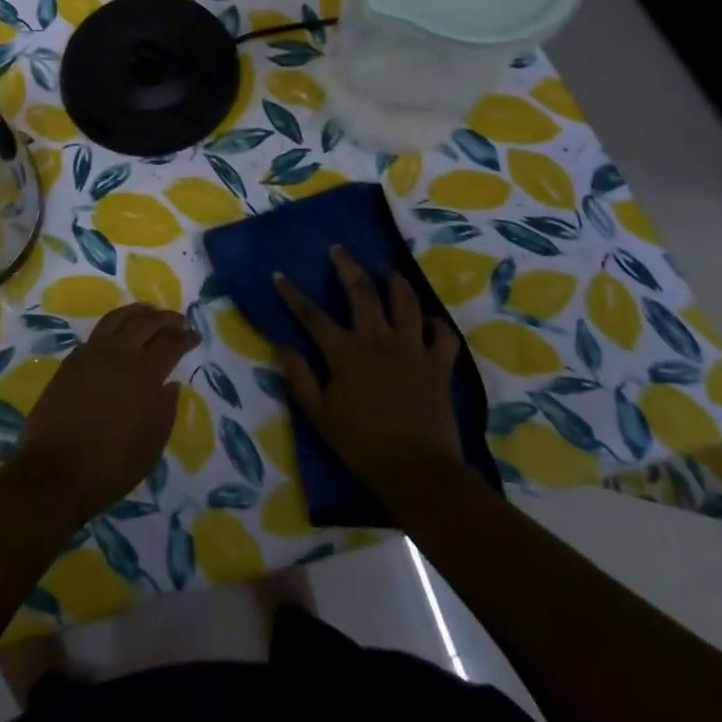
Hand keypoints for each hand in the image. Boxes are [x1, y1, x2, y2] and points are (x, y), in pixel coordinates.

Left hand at [14, 303, 198, 526]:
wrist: (52, 473)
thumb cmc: (108, 467)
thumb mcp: (149, 448)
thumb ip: (164, 412)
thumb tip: (170, 385)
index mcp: (142, 375)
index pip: (170, 343)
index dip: (185, 337)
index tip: (196, 336)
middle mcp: (117, 354)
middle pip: (146, 322)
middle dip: (166, 318)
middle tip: (179, 320)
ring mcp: (90, 354)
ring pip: (118, 318)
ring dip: (139, 312)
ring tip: (151, 312)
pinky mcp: (71, 361)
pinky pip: (99, 331)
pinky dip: (116, 323)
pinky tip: (121, 331)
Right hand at [274, 245, 464, 501]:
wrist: (419, 471)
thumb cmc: (363, 445)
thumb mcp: (320, 415)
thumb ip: (299, 378)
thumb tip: (281, 345)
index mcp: (345, 353)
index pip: (312, 316)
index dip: (292, 294)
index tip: (278, 275)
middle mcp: (378, 340)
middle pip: (361, 293)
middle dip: (347, 267)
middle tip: (339, 250)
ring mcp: (412, 349)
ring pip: (405, 303)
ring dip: (395, 282)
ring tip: (388, 270)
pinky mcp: (439, 365)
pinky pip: (443, 335)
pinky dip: (437, 324)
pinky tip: (430, 320)